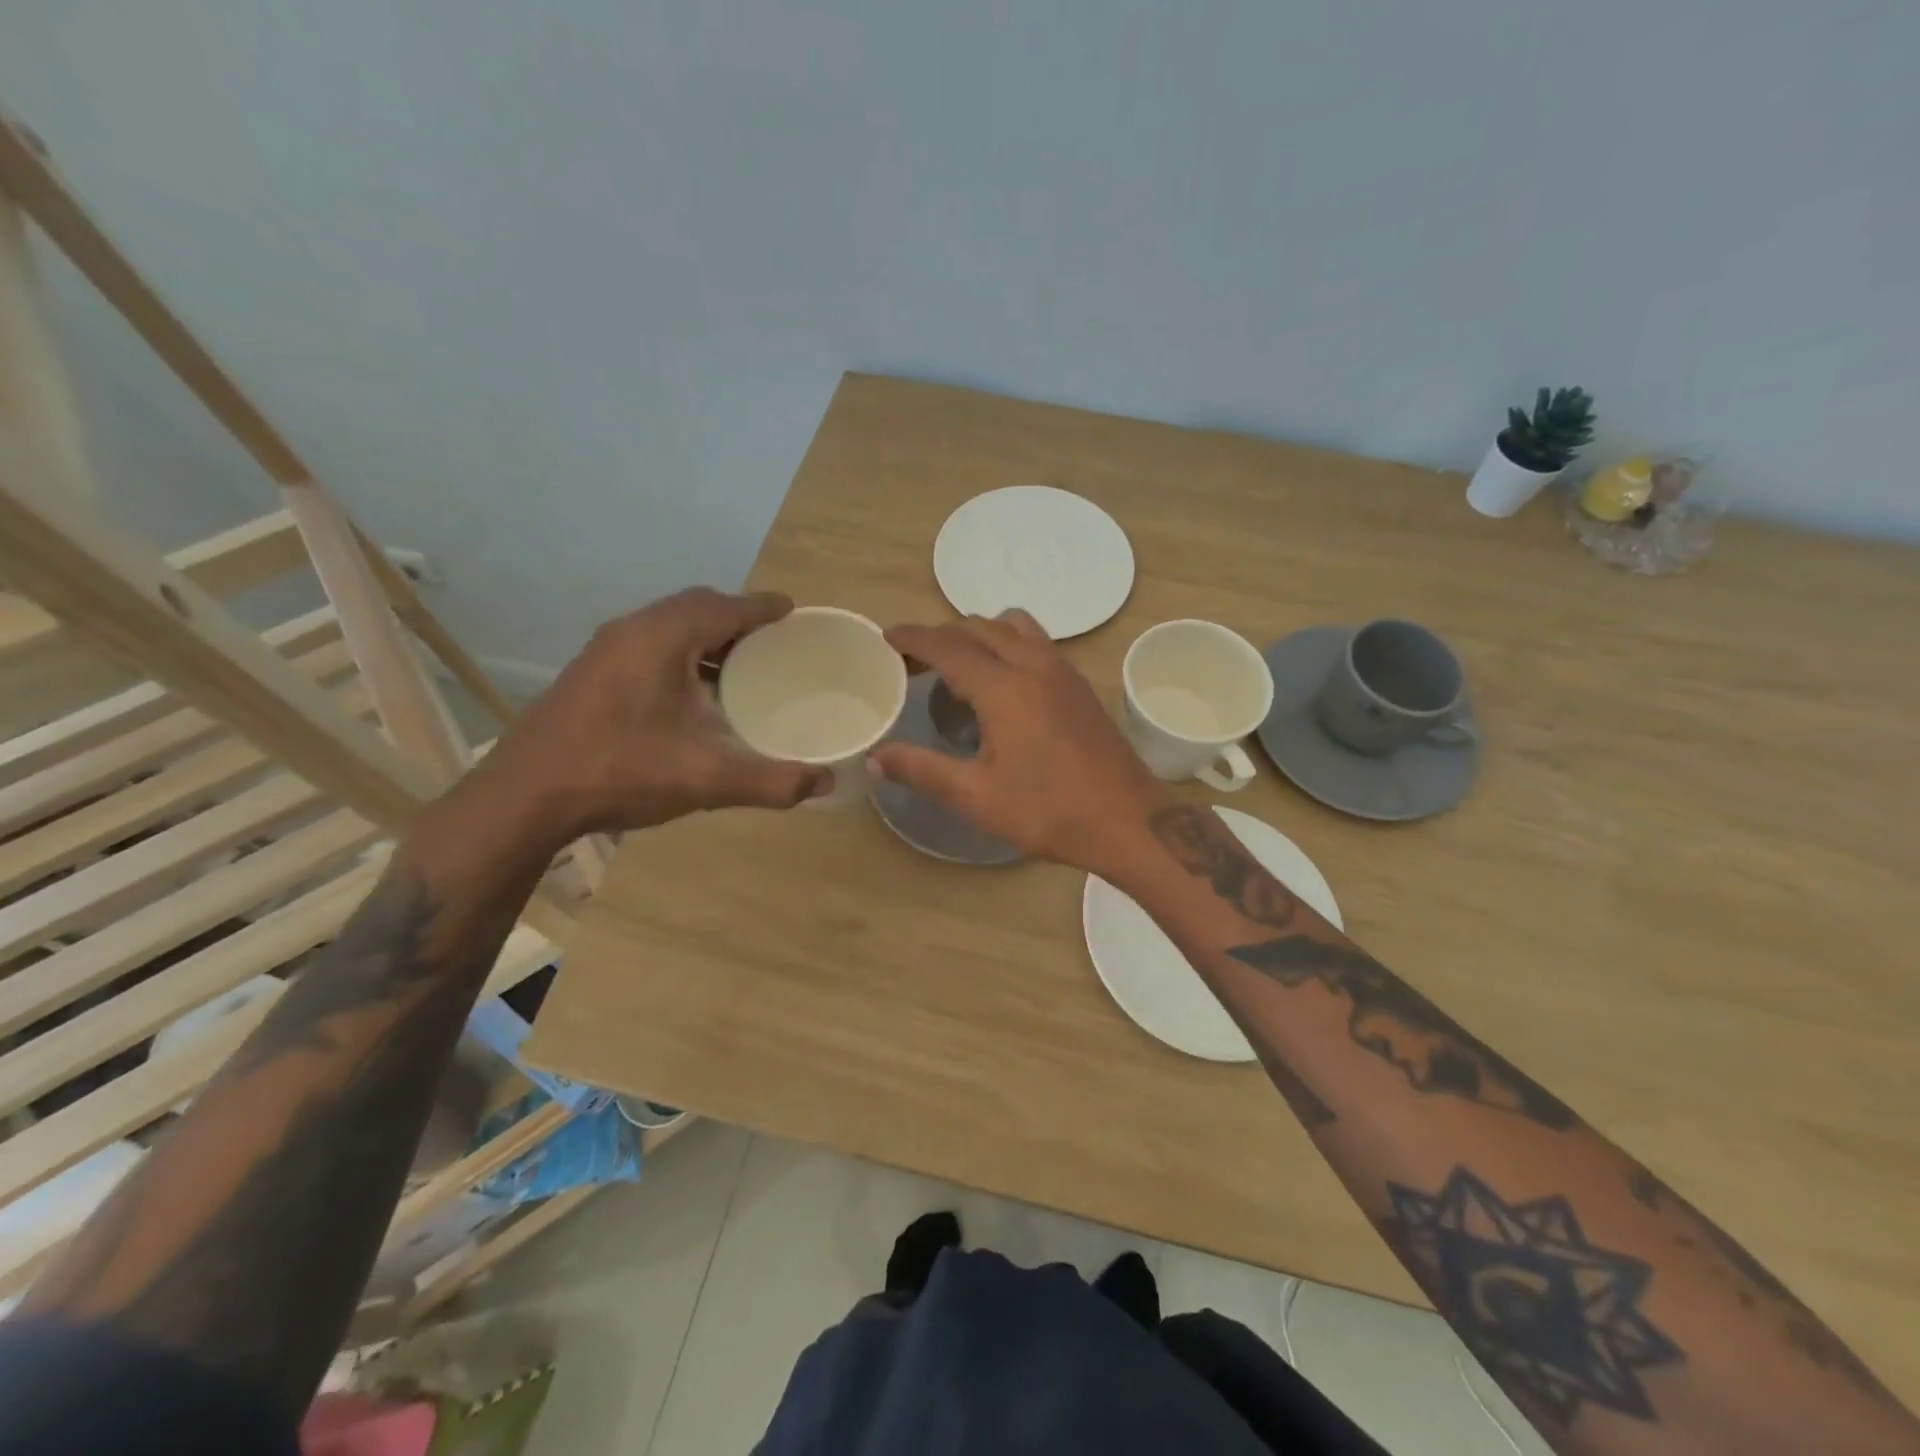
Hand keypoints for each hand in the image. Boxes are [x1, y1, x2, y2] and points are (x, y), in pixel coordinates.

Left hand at [481, 588, 828, 844]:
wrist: (525, 797)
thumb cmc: (620, 773)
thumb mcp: (705, 779)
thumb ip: (771, 780)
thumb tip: (827, 783)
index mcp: (662, 639)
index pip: (724, 606)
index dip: (762, 607)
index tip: (792, 610)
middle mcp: (632, 630)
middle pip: (696, 606)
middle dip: (736, 616)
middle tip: (772, 640)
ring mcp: (606, 648)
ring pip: (669, 624)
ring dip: (707, 634)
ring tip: (741, 664)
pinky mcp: (592, 670)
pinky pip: (650, 642)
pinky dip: (682, 650)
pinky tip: (693, 690)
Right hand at [873, 612, 1169, 874]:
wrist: (1129, 820)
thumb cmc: (1049, 811)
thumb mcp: (976, 797)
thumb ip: (921, 771)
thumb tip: (874, 758)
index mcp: (1004, 687)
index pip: (948, 645)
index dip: (913, 638)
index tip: (887, 638)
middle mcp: (1034, 665)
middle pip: (978, 628)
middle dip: (941, 636)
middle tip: (914, 661)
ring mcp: (1062, 671)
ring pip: (1013, 627)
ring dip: (979, 634)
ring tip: (958, 666)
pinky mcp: (1080, 685)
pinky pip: (1036, 642)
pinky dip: (1007, 644)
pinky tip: (1003, 682)